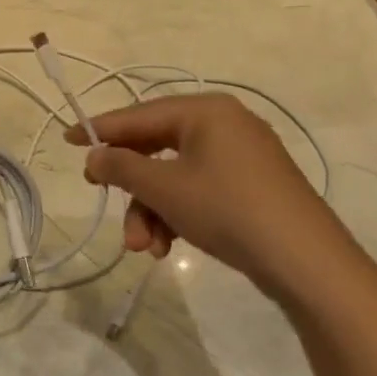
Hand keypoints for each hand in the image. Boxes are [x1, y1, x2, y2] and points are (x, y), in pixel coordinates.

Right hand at [64, 94, 346, 297]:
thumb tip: (94, 155)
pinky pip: (199, 190)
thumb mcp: (165, 188)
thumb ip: (122, 167)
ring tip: (143, 248)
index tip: (69, 140)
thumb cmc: (228, 210)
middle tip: (102, 197)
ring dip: (152, 210)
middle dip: (132, 186)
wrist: (308, 263)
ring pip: (175, 176)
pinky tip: (167, 247)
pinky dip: (178, 215)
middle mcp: (224, 125)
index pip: (139, 114)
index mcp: (205, 112)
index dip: (101, 129)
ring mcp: (241, 157)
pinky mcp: (251, 187)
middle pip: (156, 148)